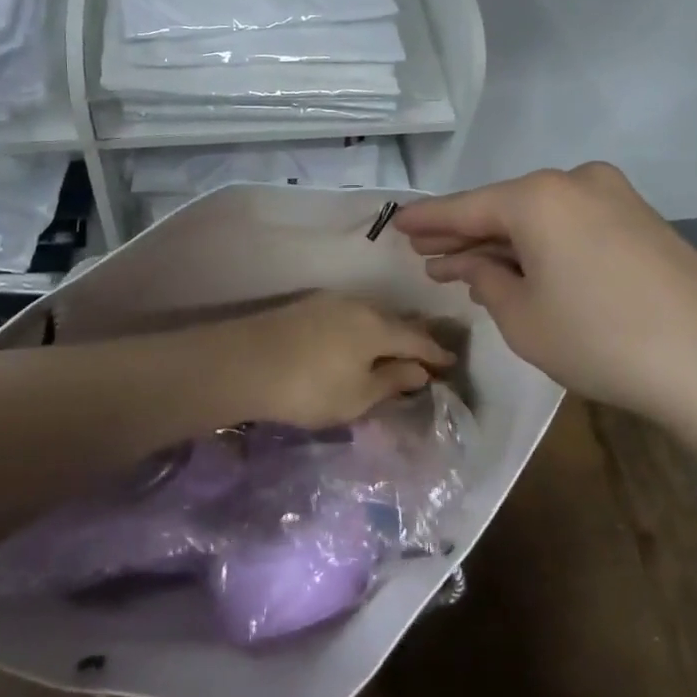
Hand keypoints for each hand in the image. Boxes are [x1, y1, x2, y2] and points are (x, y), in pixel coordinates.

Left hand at [194, 292, 455, 430]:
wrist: (246, 362)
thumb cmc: (310, 387)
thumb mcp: (358, 396)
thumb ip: (392, 381)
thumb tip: (420, 370)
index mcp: (379, 327)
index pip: (419, 339)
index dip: (436, 353)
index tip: (451, 363)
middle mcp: (360, 305)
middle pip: (396, 321)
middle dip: (414, 337)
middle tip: (426, 354)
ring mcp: (330, 301)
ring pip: (371, 315)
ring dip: (386, 331)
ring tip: (391, 348)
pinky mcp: (306, 305)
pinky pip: (348, 315)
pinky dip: (361, 328)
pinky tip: (355, 340)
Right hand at [392, 164, 696, 440]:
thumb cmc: (602, 340)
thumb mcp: (524, 320)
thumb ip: (487, 282)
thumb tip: (476, 266)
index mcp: (538, 196)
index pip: (466, 207)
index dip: (427, 221)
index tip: (395, 224)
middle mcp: (576, 182)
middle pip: (505, 208)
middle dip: (466, 235)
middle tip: (428, 254)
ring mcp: (618, 198)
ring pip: (542, 217)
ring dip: (506, 242)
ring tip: (471, 266)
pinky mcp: (646, 222)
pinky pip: (575, 225)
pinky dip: (544, 245)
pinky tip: (528, 268)